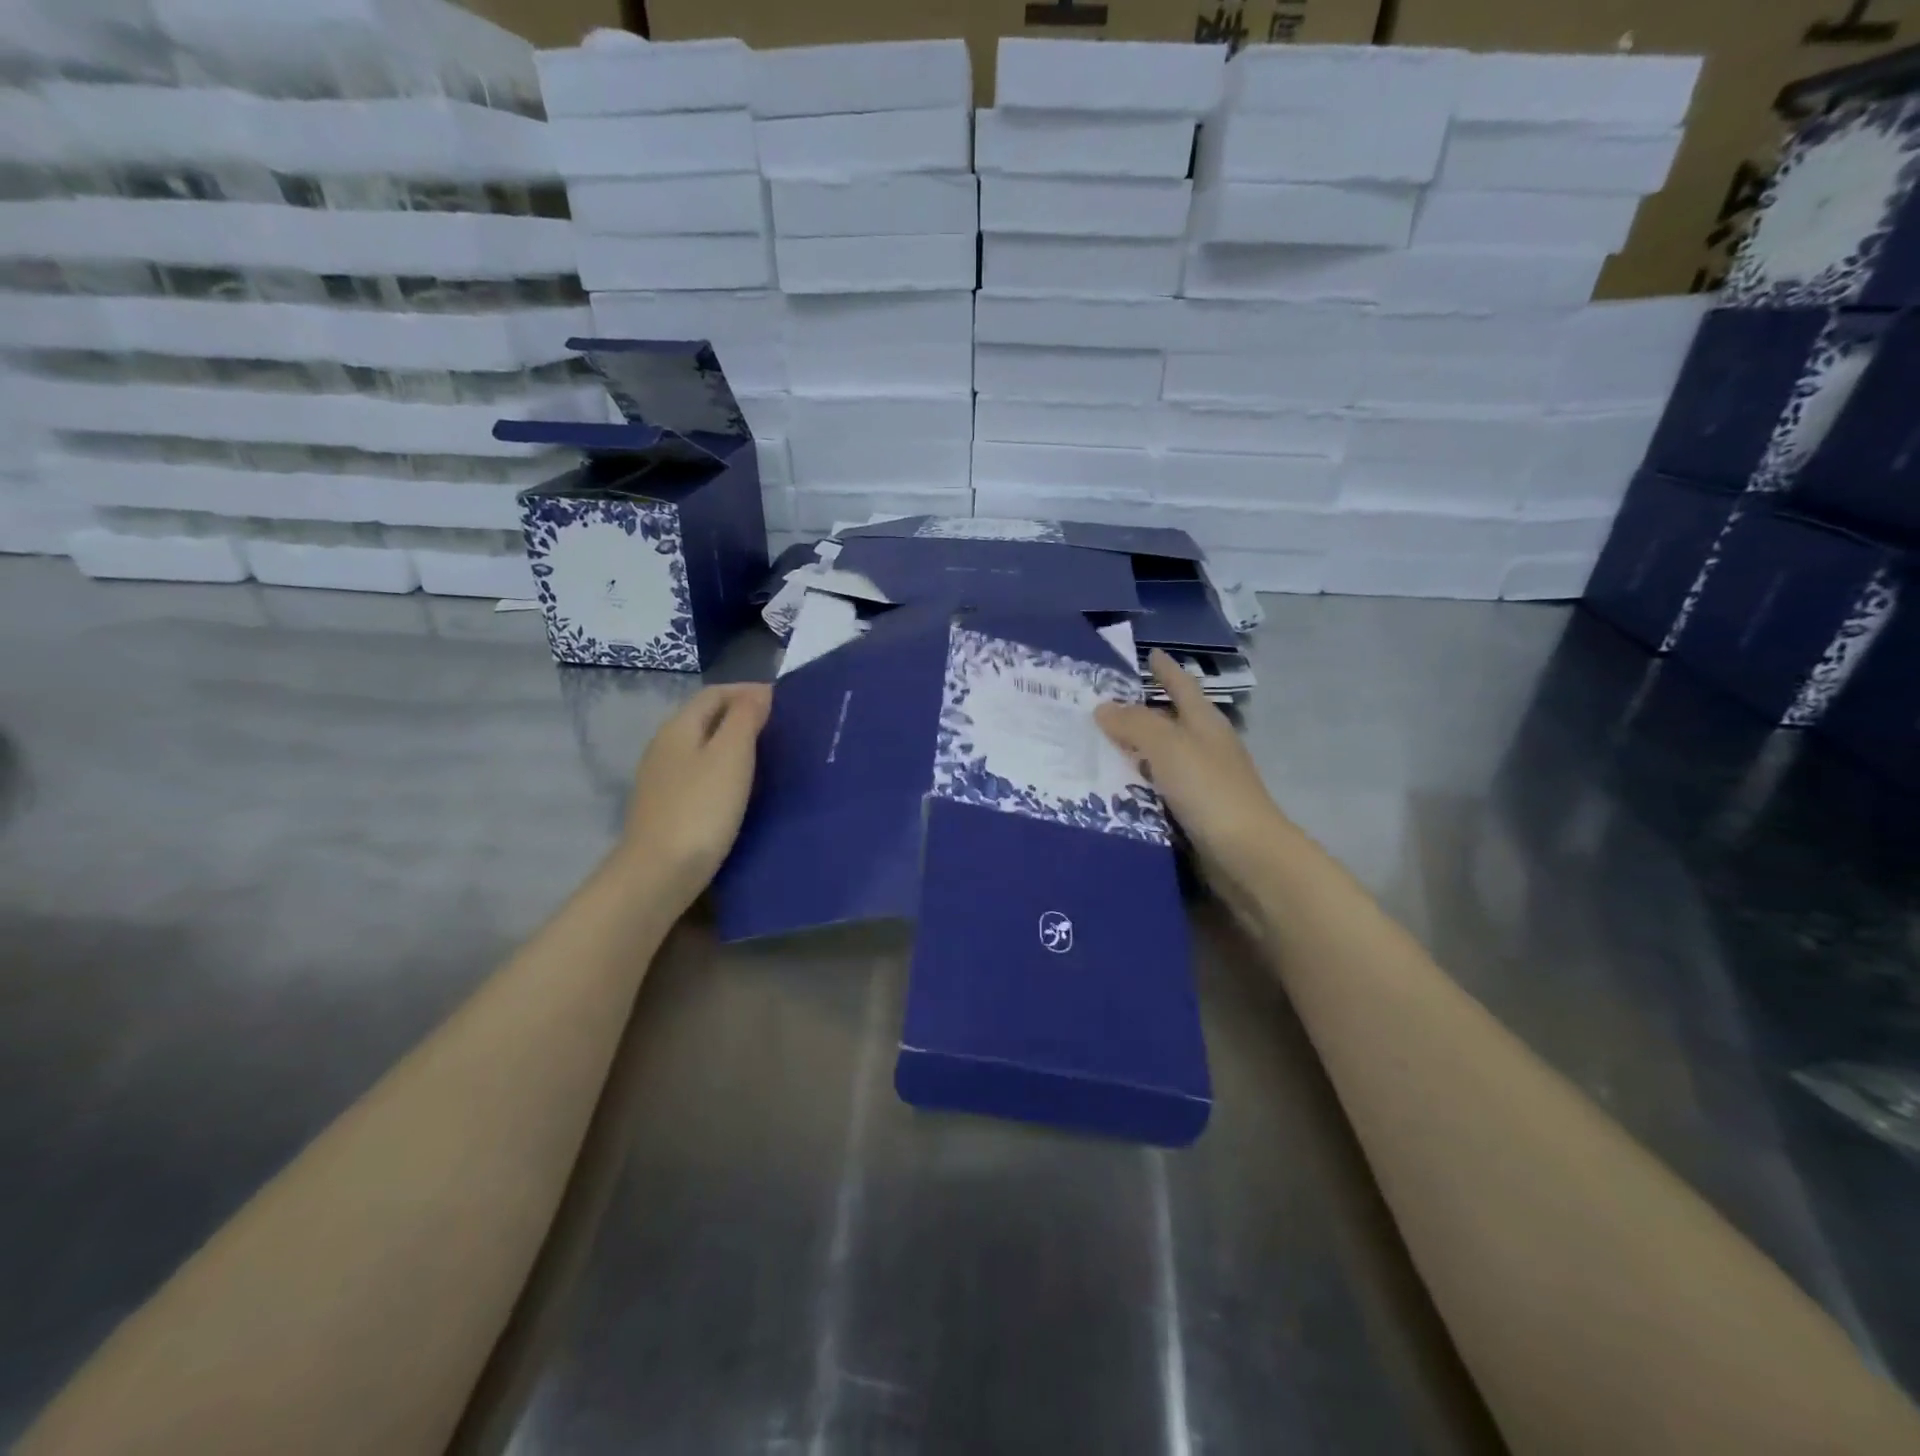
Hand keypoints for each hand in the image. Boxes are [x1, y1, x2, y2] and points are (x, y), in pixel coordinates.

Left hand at [618, 682, 771, 911]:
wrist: (660, 873)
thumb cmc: (702, 808)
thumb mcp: (731, 755)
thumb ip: (745, 718)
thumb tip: (759, 693)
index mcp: (679, 727)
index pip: (715, 693)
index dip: (749, 691)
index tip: (784, 702)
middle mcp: (664, 746)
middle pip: (706, 718)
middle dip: (742, 715)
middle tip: (781, 728)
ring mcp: (661, 778)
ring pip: (702, 746)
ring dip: (733, 743)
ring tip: (768, 756)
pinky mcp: (666, 806)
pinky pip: (699, 773)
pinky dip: (723, 769)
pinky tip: (741, 788)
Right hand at [1096, 650, 1293, 886]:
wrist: (1247, 856)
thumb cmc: (1210, 791)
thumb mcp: (1168, 747)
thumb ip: (1135, 724)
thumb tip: (1103, 707)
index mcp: (1205, 723)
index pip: (1182, 686)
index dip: (1166, 670)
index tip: (1150, 653)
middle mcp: (1205, 747)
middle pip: (1170, 721)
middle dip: (1138, 713)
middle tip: (1097, 707)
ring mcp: (1202, 782)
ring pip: (1160, 758)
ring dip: (1132, 752)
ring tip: (1092, 748)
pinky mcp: (1194, 814)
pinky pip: (1157, 790)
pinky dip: (1136, 785)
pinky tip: (1110, 790)